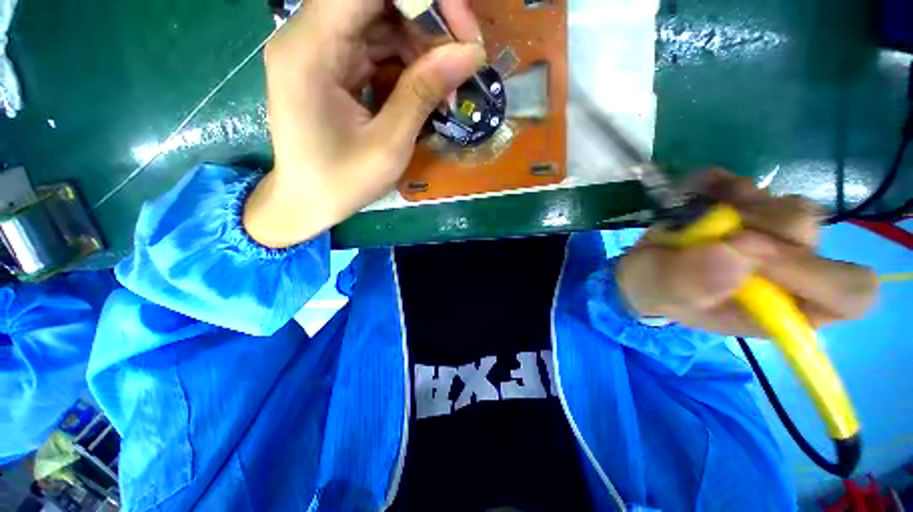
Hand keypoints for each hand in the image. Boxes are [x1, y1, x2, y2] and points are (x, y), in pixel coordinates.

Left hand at [244, 0, 486, 247]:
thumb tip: (471, 53)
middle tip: (464, 62)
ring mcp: (319, 50)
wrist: (307, 202)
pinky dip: (406, 65)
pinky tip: (426, 92)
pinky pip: (375, 47)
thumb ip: (424, 93)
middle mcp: (307, 36)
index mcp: (310, 50)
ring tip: (446, 90)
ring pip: (381, 23)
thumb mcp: (389, 145)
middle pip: (376, 1)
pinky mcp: (331, 66)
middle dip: (428, 24)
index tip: (462, 29)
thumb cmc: (341, 183)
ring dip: (421, 50)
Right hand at [616, 171, 878, 336]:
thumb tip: (735, 252)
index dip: (814, 271)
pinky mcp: (750, 212)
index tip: (749, 251)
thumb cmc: (654, 290)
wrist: (643, 269)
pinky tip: (699, 193)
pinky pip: (755, 186)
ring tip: (699, 215)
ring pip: (790, 206)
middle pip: (813, 235)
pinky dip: (725, 185)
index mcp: (779, 308)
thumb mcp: (661, 293)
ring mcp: (773, 238)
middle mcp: (789, 273)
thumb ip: (691, 282)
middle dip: (760, 226)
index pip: (848, 294)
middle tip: (714, 232)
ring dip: (741, 204)